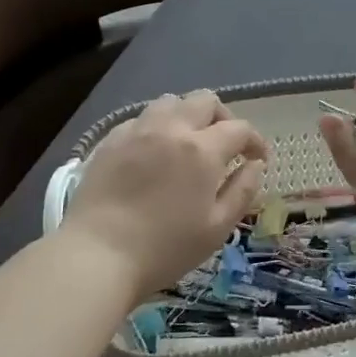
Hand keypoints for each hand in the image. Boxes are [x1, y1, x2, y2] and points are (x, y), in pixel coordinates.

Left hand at [63, 91, 267, 298]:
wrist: (97, 255)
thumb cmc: (165, 248)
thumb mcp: (217, 228)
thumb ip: (242, 191)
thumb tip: (254, 165)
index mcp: (202, 150)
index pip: (239, 128)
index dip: (255, 140)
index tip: (258, 158)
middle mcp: (171, 129)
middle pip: (205, 100)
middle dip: (223, 118)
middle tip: (226, 145)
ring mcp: (137, 131)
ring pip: (170, 102)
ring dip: (187, 115)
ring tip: (188, 142)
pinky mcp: (110, 141)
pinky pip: (141, 118)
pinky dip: (157, 127)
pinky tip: (154, 152)